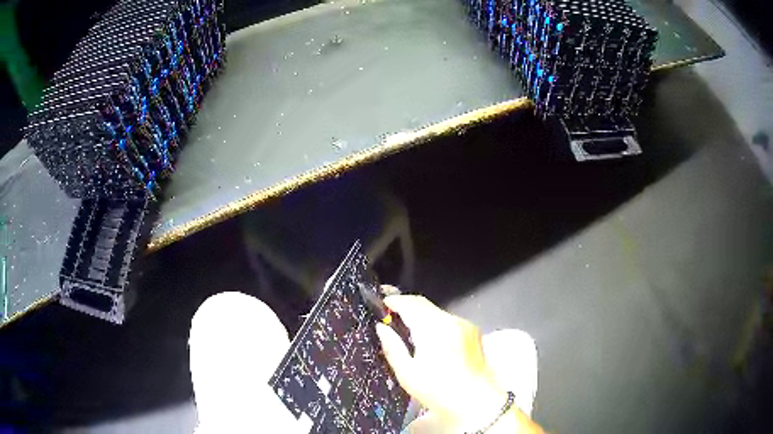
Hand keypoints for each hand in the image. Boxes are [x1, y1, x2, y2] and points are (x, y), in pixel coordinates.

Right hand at [375, 293, 506, 430]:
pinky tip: (428, 336)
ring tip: (406, 325)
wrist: (475, 401)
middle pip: (424, 304)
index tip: (382, 303)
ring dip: (421, 314)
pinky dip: (434, 322)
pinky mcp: (472, 332)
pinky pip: (448, 320)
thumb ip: (393, 347)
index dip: (395, 301)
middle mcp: (451, 321)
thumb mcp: (408, 374)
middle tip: (390, 312)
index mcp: (433, 330)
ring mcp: (464, 325)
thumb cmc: (437, 390)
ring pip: (436, 311)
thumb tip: (381, 327)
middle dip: (407, 305)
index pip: (411, 304)